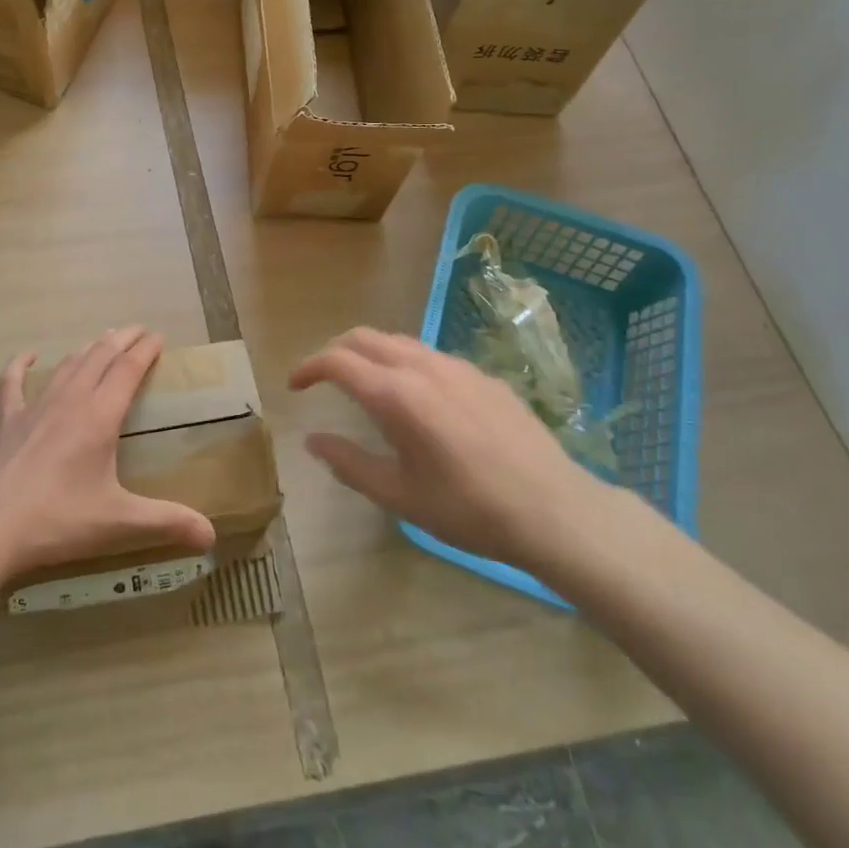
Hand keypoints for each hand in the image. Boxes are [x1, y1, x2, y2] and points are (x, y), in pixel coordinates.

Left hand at [0, 326, 216, 579]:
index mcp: (100, 416)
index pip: (128, 369)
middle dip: (122, 339)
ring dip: (88, 348)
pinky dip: (21, 364)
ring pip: (67, 365)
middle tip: (137, 330)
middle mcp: (70, 400)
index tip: (158, 337)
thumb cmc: (58, 520)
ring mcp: (34, 407)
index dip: (145, 350)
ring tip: (102, 340)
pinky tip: (29, 355)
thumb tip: (212, 536)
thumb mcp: (118, 523)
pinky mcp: (6, 421)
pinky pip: (13, 382)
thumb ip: (166, 523)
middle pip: (100, 356)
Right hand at [291, 328, 610, 574]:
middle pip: (364, 338)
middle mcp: (423, 367)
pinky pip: (432, 357)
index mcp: (396, 394)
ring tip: (364, 385)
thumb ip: (349, 464)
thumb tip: (312, 440)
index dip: (308, 367)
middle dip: (335, 351)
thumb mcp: (399, 496)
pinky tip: (418, 399)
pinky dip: (406, 364)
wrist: (554, 509)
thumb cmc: (469, 509)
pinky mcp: (484, 376)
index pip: (337, 361)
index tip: (294, 386)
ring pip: (399, 342)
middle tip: (321, 378)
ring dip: (371, 354)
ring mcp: (458, 367)